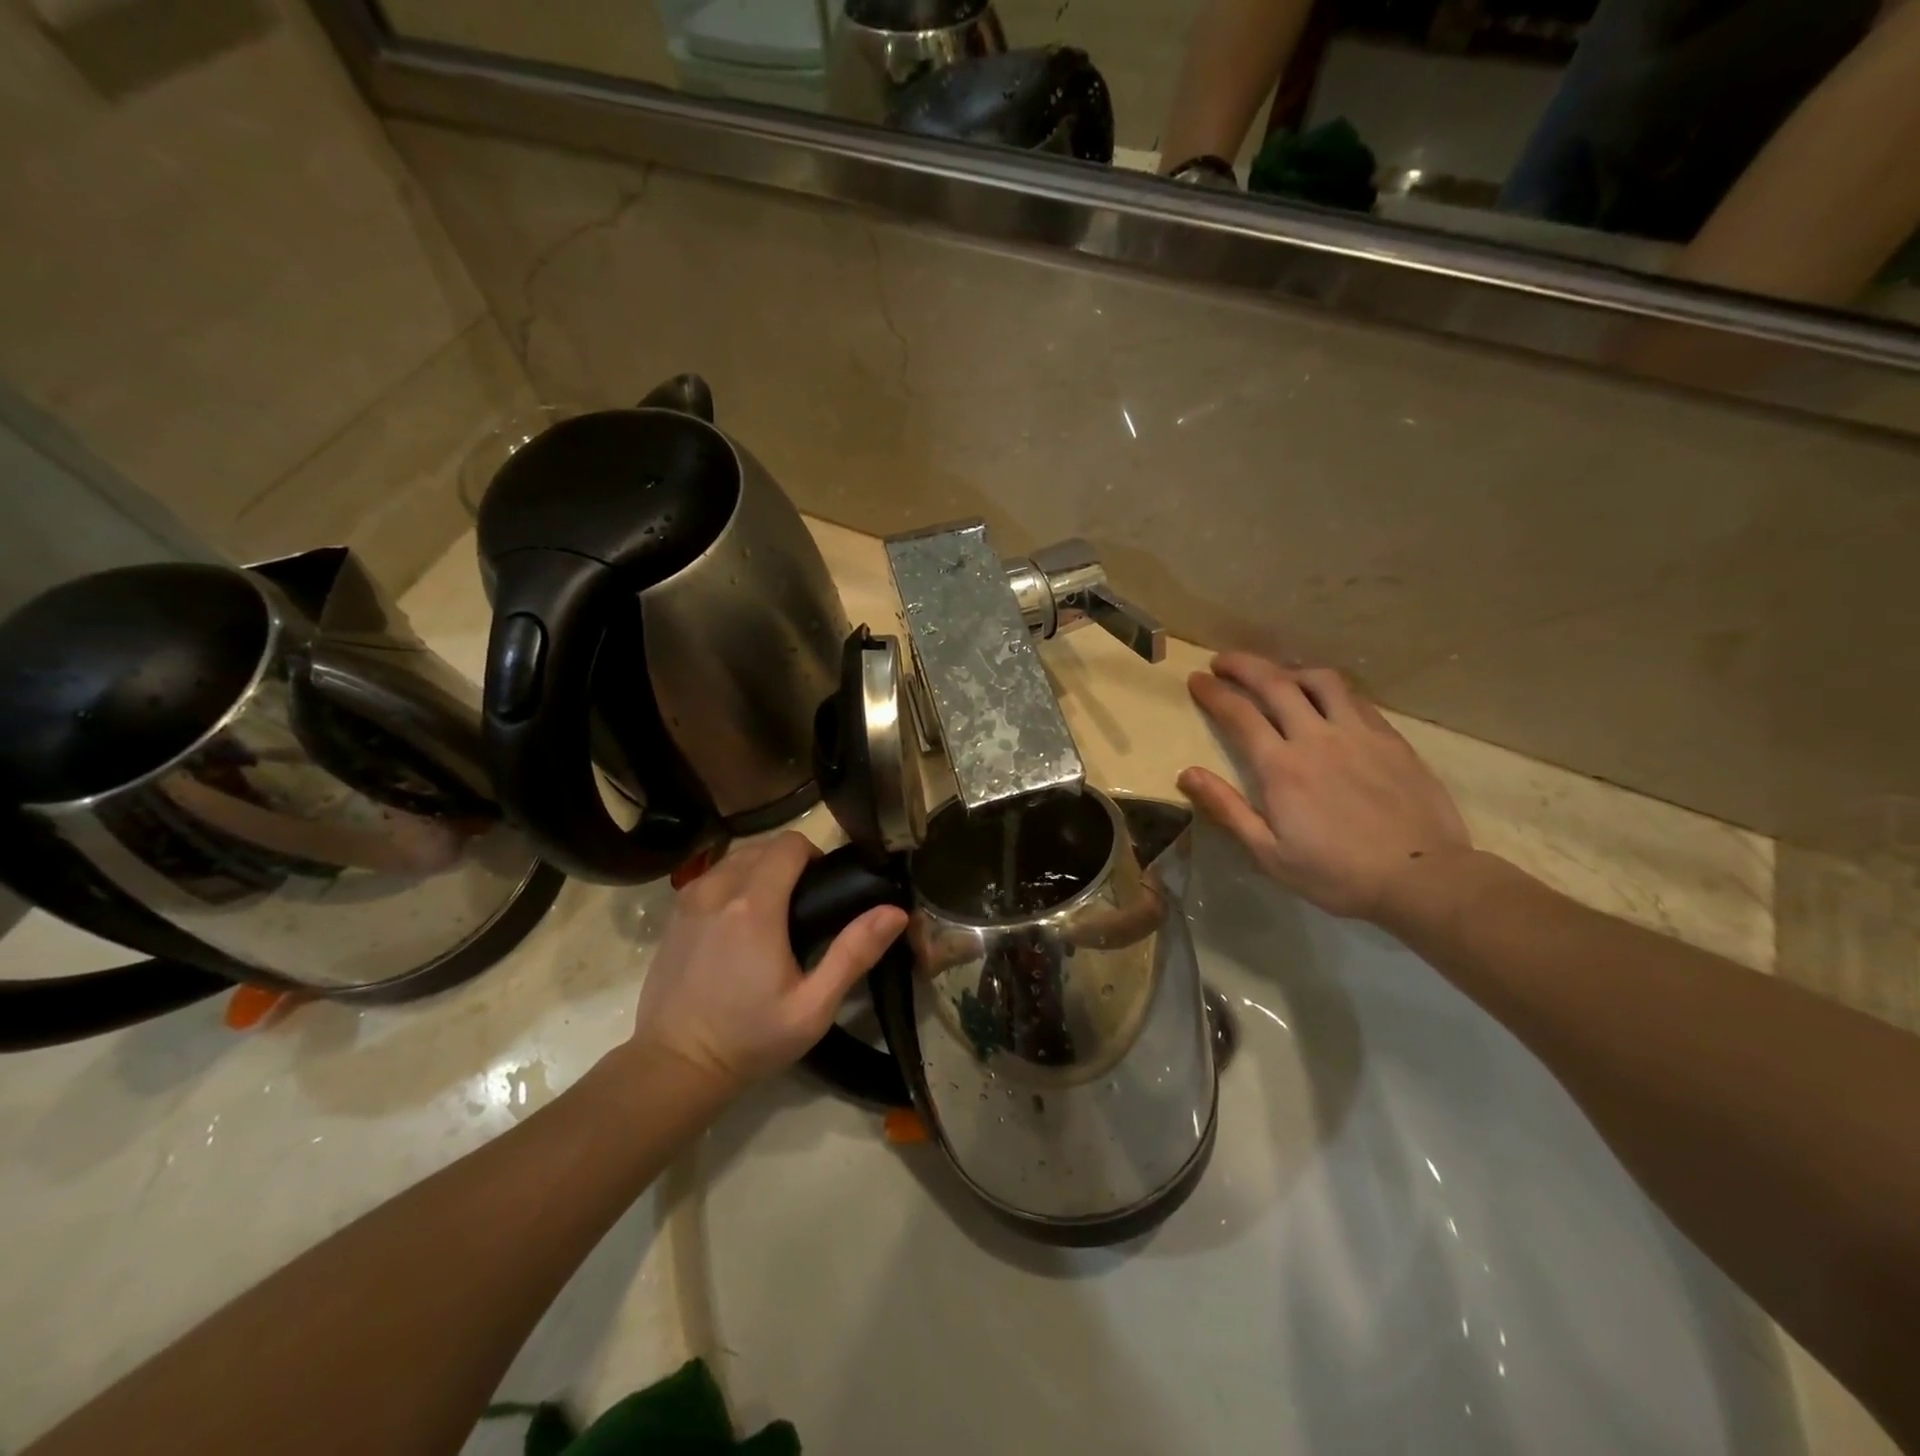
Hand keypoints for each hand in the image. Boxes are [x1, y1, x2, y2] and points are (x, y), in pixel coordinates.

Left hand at [626, 832, 908, 1091]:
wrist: (675, 1066)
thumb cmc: (750, 1038)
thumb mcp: (813, 1007)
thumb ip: (854, 954)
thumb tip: (895, 911)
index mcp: (754, 906)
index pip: (790, 844)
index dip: (814, 856)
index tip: (825, 888)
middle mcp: (718, 890)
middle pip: (763, 847)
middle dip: (789, 863)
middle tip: (805, 906)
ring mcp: (689, 899)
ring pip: (735, 858)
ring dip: (760, 870)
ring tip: (774, 912)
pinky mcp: (674, 914)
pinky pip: (712, 876)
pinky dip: (733, 882)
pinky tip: (740, 922)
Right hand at [1178, 653, 1470, 920]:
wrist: (1422, 878)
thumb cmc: (1336, 873)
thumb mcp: (1269, 853)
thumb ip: (1227, 809)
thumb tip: (1187, 774)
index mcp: (1281, 767)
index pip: (1239, 714)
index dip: (1214, 692)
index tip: (1197, 680)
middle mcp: (1316, 737)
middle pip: (1275, 683)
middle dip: (1243, 666)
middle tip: (1223, 661)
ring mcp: (1358, 733)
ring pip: (1319, 680)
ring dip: (1289, 670)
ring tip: (1276, 676)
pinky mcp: (1390, 738)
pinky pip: (1354, 698)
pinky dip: (1329, 688)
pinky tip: (1325, 698)